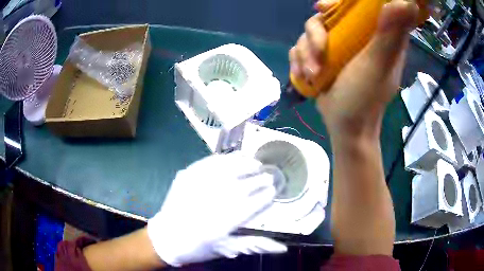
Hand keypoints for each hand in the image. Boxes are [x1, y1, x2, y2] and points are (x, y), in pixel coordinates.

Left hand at [147, 153, 286, 266]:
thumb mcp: (227, 249)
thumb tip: (282, 247)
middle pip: (240, 187)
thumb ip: (255, 245)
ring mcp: (194, 187)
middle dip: (259, 180)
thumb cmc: (198, 247)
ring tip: (256, 163)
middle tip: (270, 176)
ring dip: (244, 165)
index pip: (250, 206)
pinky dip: (224, 159)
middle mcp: (208, 204)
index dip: (265, 196)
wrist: (166, 238)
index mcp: (219, 225)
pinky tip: (234, 158)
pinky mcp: (185, 177)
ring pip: (225, 170)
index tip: (274, 190)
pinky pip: (207, 163)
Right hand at [290, 0, 418, 139]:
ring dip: (306, 52)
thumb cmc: (365, 99)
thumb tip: (405, 2)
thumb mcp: (379, 64)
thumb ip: (390, 33)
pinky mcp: (323, 58)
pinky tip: (304, 76)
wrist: (345, 128)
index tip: (326, 8)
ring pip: (311, 31)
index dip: (342, 2)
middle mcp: (357, 37)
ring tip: (313, 74)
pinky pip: (301, 47)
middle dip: (316, 32)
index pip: (361, 6)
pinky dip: (298, 61)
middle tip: (319, 51)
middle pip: (328, 15)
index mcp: (376, 35)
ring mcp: (338, 47)